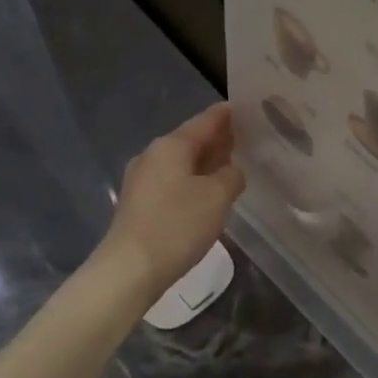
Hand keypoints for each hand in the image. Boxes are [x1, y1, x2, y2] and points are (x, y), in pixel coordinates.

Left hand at [99, 103, 245, 298]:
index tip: (247, 108)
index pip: (206, 121)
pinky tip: (208, 193)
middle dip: (218, 140)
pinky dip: (193, 182)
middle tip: (247, 138)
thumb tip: (231, 172)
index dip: (228, 115)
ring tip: (232, 166)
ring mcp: (142, 180)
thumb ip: (231, 176)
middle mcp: (153, 155)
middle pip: (191, 140)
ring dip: (206, 163)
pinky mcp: (139, 204)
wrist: (130, 269)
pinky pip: (173, 182)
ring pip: (182, 163)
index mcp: (171, 145)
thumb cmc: (177, 225)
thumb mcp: (217, 197)